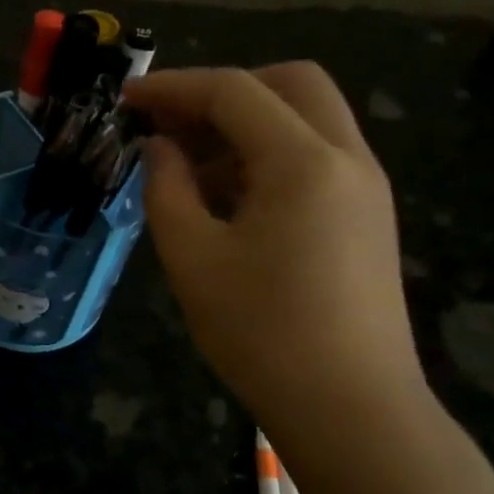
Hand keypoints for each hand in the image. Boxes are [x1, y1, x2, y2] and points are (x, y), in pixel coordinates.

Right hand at [121, 64, 425, 436]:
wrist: (351, 410)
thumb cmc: (261, 332)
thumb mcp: (192, 257)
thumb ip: (166, 187)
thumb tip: (158, 147)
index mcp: (304, 162)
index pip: (234, 92)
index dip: (173, 87)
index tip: (126, 99)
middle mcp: (347, 158)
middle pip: (289, 83)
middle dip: (224, 91)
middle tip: (172, 123)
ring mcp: (366, 187)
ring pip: (307, 118)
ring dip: (247, 123)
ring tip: (189, 165)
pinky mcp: (367, 217)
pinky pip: (317, 156)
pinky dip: (270, 154)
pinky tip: (228, 196)